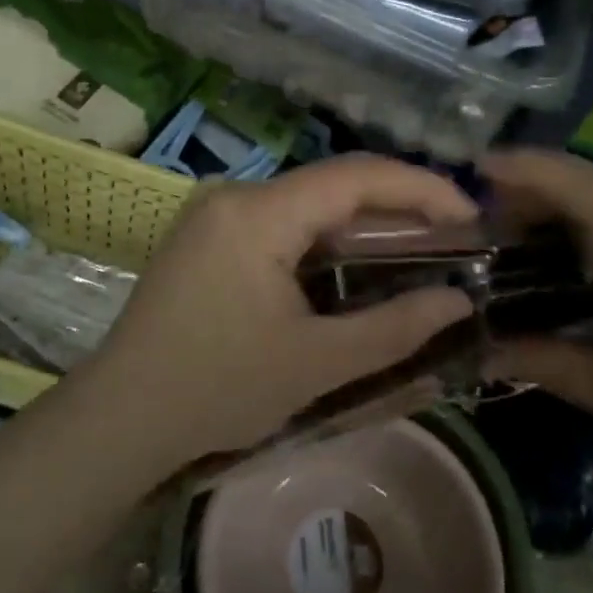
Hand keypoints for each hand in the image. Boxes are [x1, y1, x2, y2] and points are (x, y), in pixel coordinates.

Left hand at [90, 155, 477, 463]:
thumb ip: (393, 328)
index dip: (421, 188)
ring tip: (417, 250)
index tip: (471, 216)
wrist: (120, 415)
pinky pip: (280, 221)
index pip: (355, 177)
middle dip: (397, 206)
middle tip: (453, 238)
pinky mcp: (207, 234)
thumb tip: (457, 301)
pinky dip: (323, 238)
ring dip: (361, 223)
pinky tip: (353, 265)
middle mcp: (235, 194)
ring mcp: (215, 212)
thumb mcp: (315, 363)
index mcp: (258, 213)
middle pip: (332, 184)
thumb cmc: (217, 388)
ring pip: (307, 202)